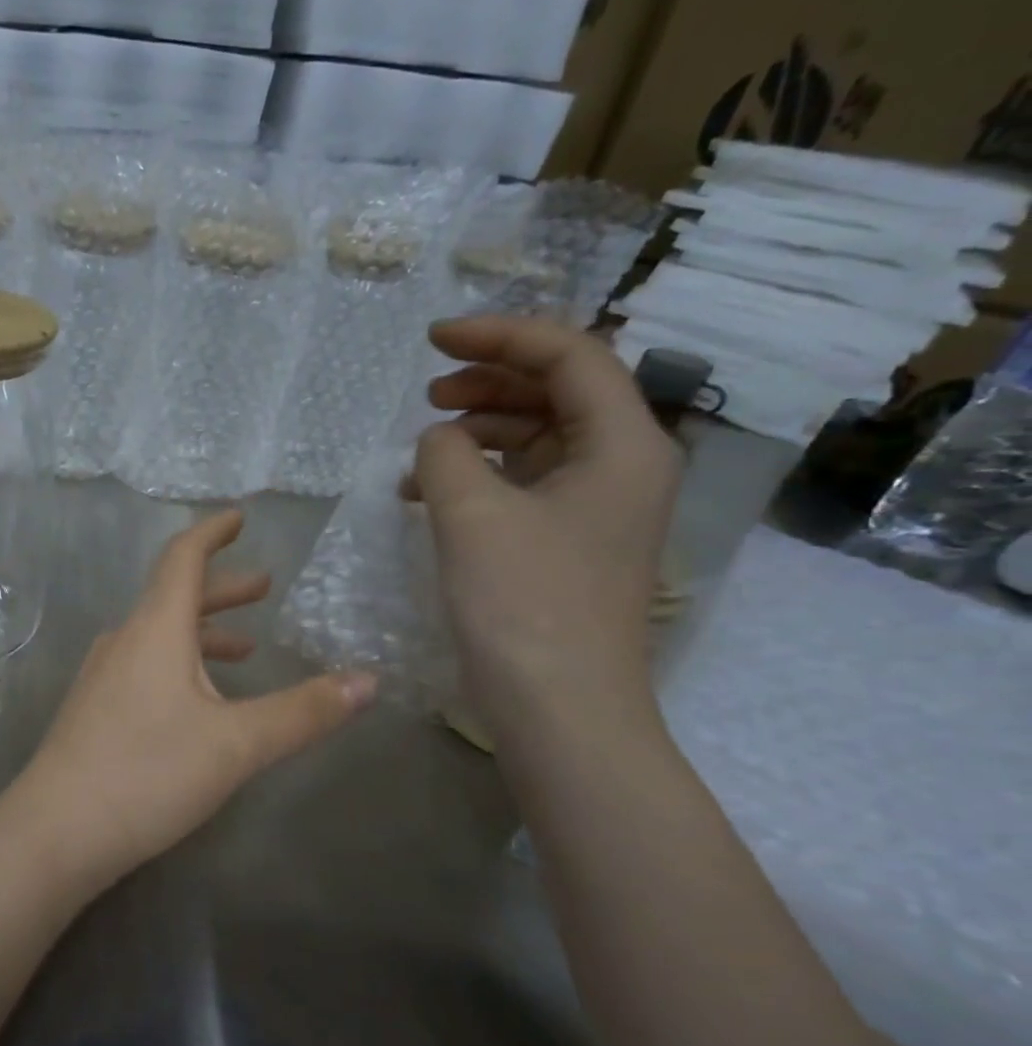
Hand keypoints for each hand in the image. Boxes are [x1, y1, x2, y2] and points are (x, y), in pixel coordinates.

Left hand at [3, 510, 376, 892]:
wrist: (55, 830)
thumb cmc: (148, 773)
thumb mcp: (237, 745)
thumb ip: (303, 711)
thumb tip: (369, 681)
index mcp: (154, 629)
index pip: (182, 558)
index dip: (212, 532)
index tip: (239, 517)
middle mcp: (124, 641)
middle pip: (174, 597)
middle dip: (222, 590)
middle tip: (263, 586)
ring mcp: (102, 676)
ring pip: (159, 636)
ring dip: (203, 633)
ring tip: (245, 648)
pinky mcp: (94, 710)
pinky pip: (144, 667)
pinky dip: (180, 665)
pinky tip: (199, 701)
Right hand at [404, 317, 681, 727]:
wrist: (559, 708)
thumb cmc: (523, 605)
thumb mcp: (471, 514)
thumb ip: (446, 453)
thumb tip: (439, 439)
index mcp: (623, 444)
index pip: (570, 356)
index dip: (499, 336)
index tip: (434, 339)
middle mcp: (623, 466)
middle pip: (559, 392)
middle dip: (490, 382)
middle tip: (428, 392)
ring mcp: (597, 508)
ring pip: (538, 439)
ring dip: (479, 432)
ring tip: (422, 447)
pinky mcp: (567, 543)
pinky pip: (524, 484)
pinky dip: (479, 476)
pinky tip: (430, 492)